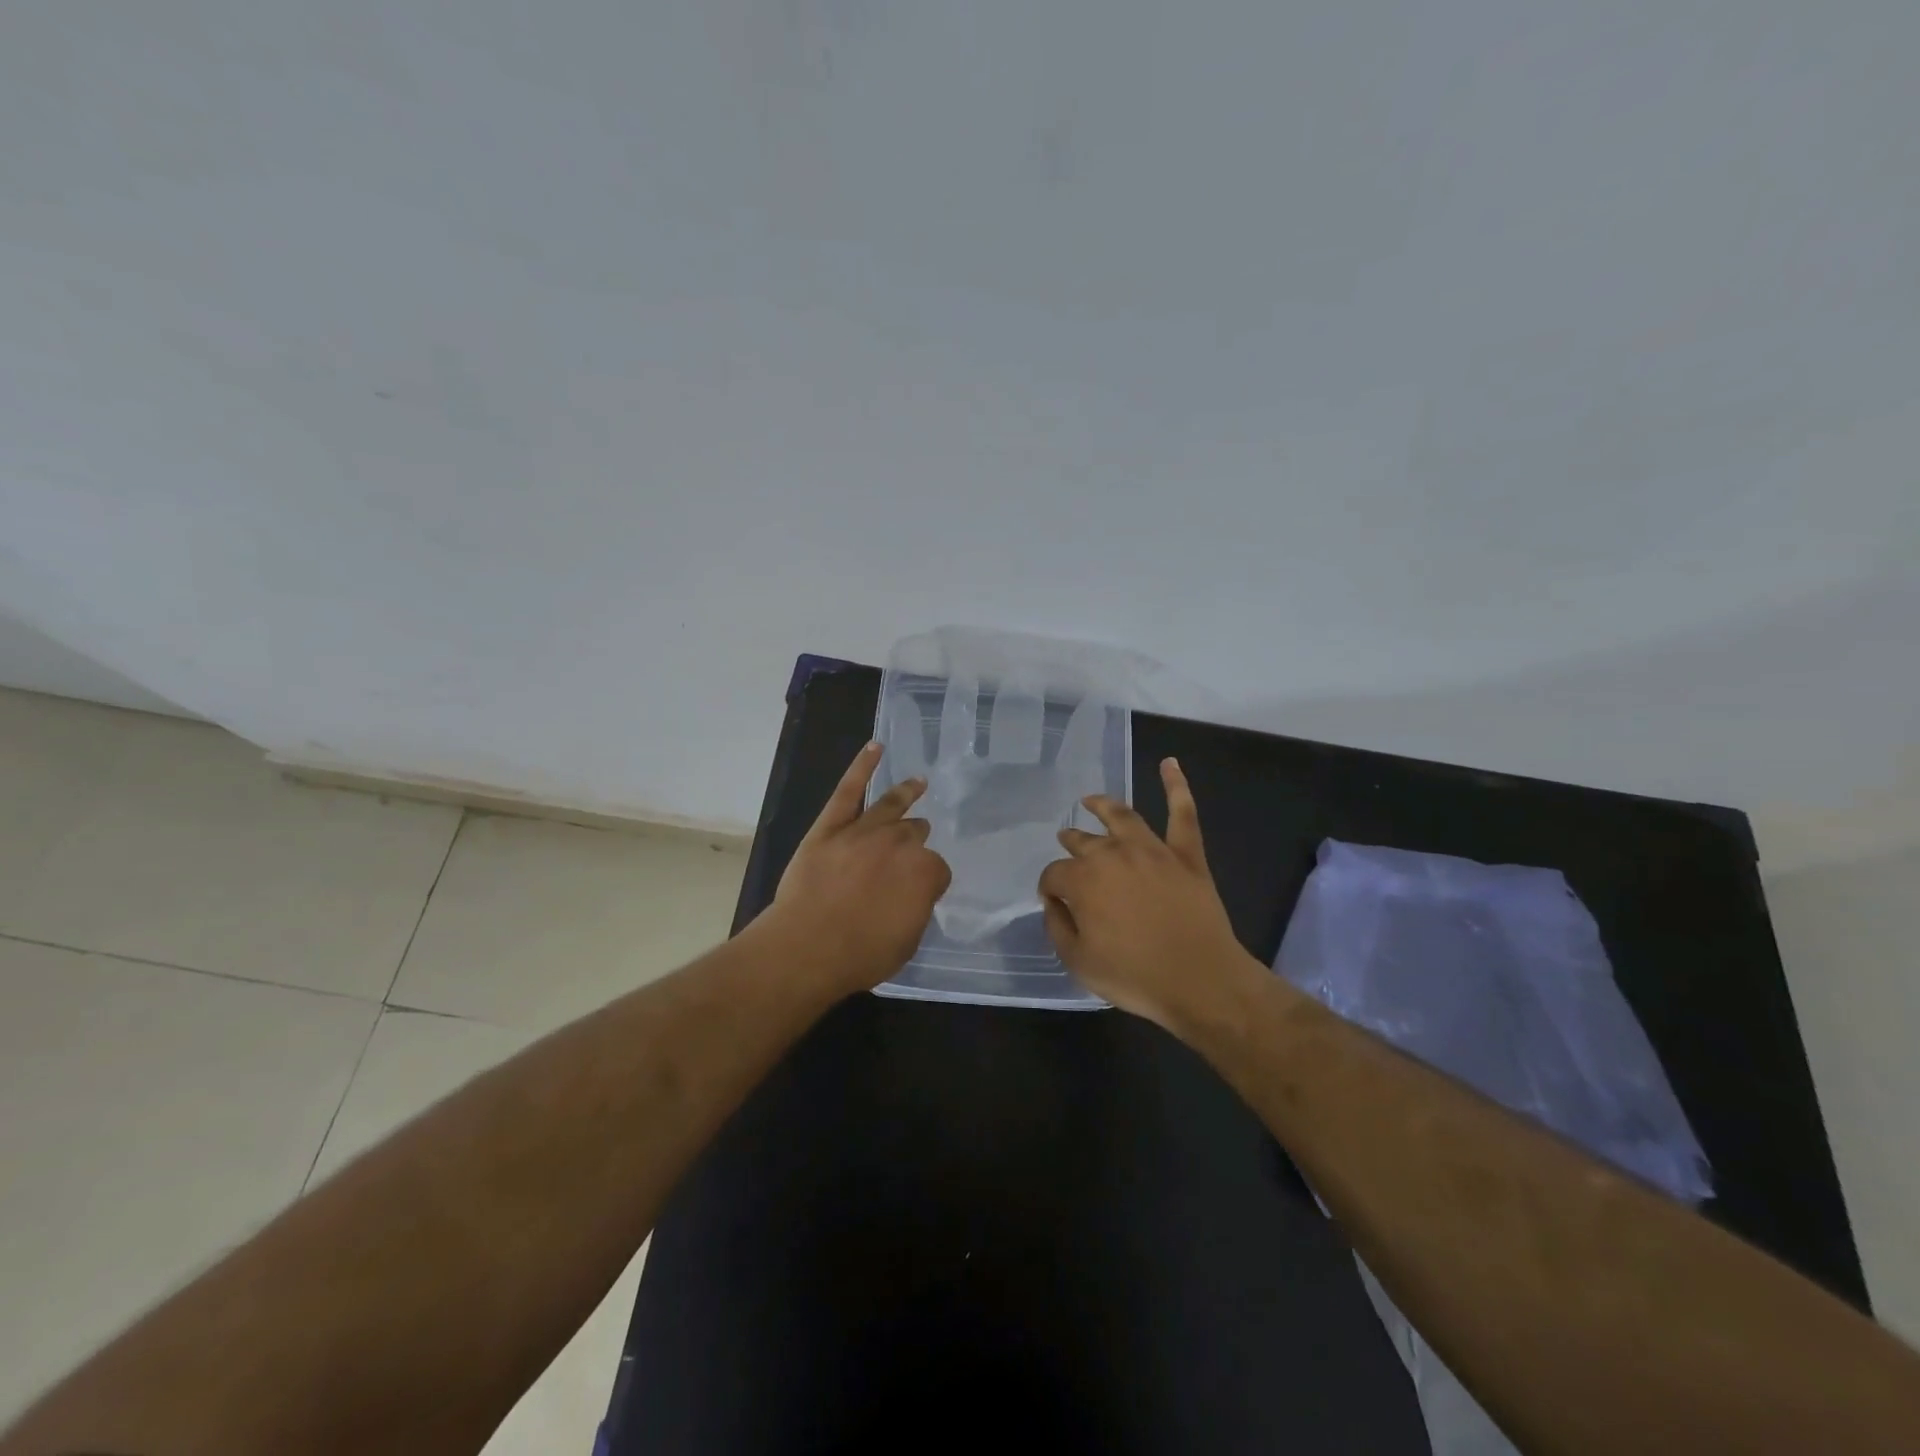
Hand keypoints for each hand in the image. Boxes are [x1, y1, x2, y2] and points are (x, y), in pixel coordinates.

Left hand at [767, 741, 951, 995]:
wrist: (807, 947)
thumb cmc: (861, 954)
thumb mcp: (907, 941)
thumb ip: (915, 909)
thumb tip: (911, 895)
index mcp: (925, 872)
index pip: (937, 869)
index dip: (928, 882)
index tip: (918, 893)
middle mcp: (899, 843)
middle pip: (915, 834)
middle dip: (915, 841)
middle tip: (910, 849)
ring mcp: (864, 830)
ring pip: (891, 806)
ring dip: (906, 793)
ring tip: (918, 782)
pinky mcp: (830, 826)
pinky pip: (848, 790)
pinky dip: (861, 766)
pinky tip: (875, 748)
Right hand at [1039, 758, 1256, 1028]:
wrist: (1201, 981)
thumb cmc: (1135, 976)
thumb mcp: (1078, 963)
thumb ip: (1057, 928)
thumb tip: (1054, 903)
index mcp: (1083, 881)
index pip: (1054, 875)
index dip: (1050, 888)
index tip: (1053, 901)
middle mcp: (1113, 855)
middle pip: (1084, 842)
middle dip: (1071, 842)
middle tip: (1067, 842)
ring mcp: (1152, 850)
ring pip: (1122, 817)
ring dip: (1103, 806)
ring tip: (1091, 800)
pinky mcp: (1186, 854)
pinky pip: (1182, 813)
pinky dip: (1176, 786)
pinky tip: (1170, 763)